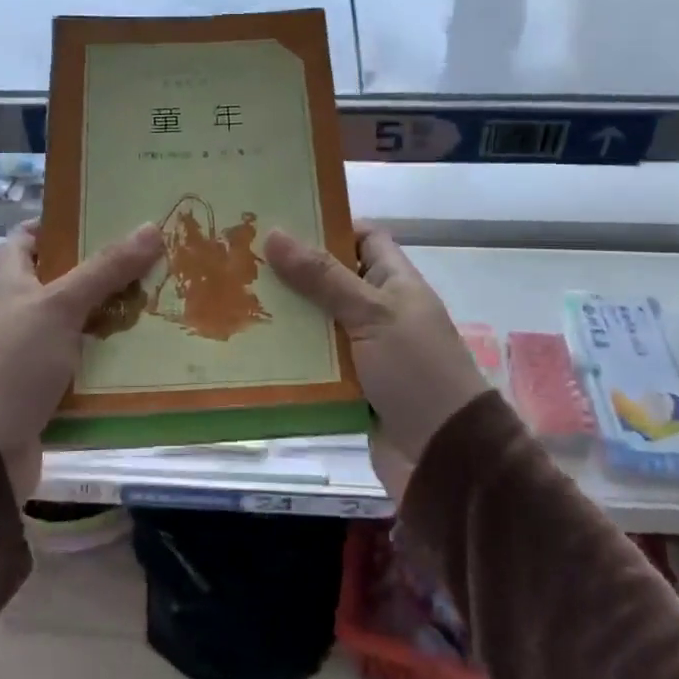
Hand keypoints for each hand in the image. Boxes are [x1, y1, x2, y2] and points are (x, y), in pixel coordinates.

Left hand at [0, 220, 164, 501]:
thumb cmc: (12, 363)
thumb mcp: (59, 306)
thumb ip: (105, 269)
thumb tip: (151, 226)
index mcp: (9, 280)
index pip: (29, 236)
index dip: (61, 222)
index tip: (106, 215)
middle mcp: (18, 310)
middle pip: (65, 278)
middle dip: (105, 270)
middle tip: (153, 257)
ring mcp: (32, 351)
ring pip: (80, 322)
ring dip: (115, 315)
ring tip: (164, 299)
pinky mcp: (48, 387)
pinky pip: (86, 362)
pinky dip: (111, 357)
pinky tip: (149, 351)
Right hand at [264, 223, 488, 500]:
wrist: (445, 456)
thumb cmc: (415, 371)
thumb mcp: (371, 315)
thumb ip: (323, 277)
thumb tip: (274, 233)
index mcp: (396, 284)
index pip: (364, 238)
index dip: (329, 226)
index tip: (281, 223)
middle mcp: (380, 311)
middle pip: (332, 280)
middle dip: (292, 273)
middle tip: (241, 261)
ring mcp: (364, 350)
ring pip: (317, 323)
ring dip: (285, 317)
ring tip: (233, 300)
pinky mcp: (350, 386)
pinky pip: (314, 363)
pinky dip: (290, 358)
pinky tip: (251, 348)